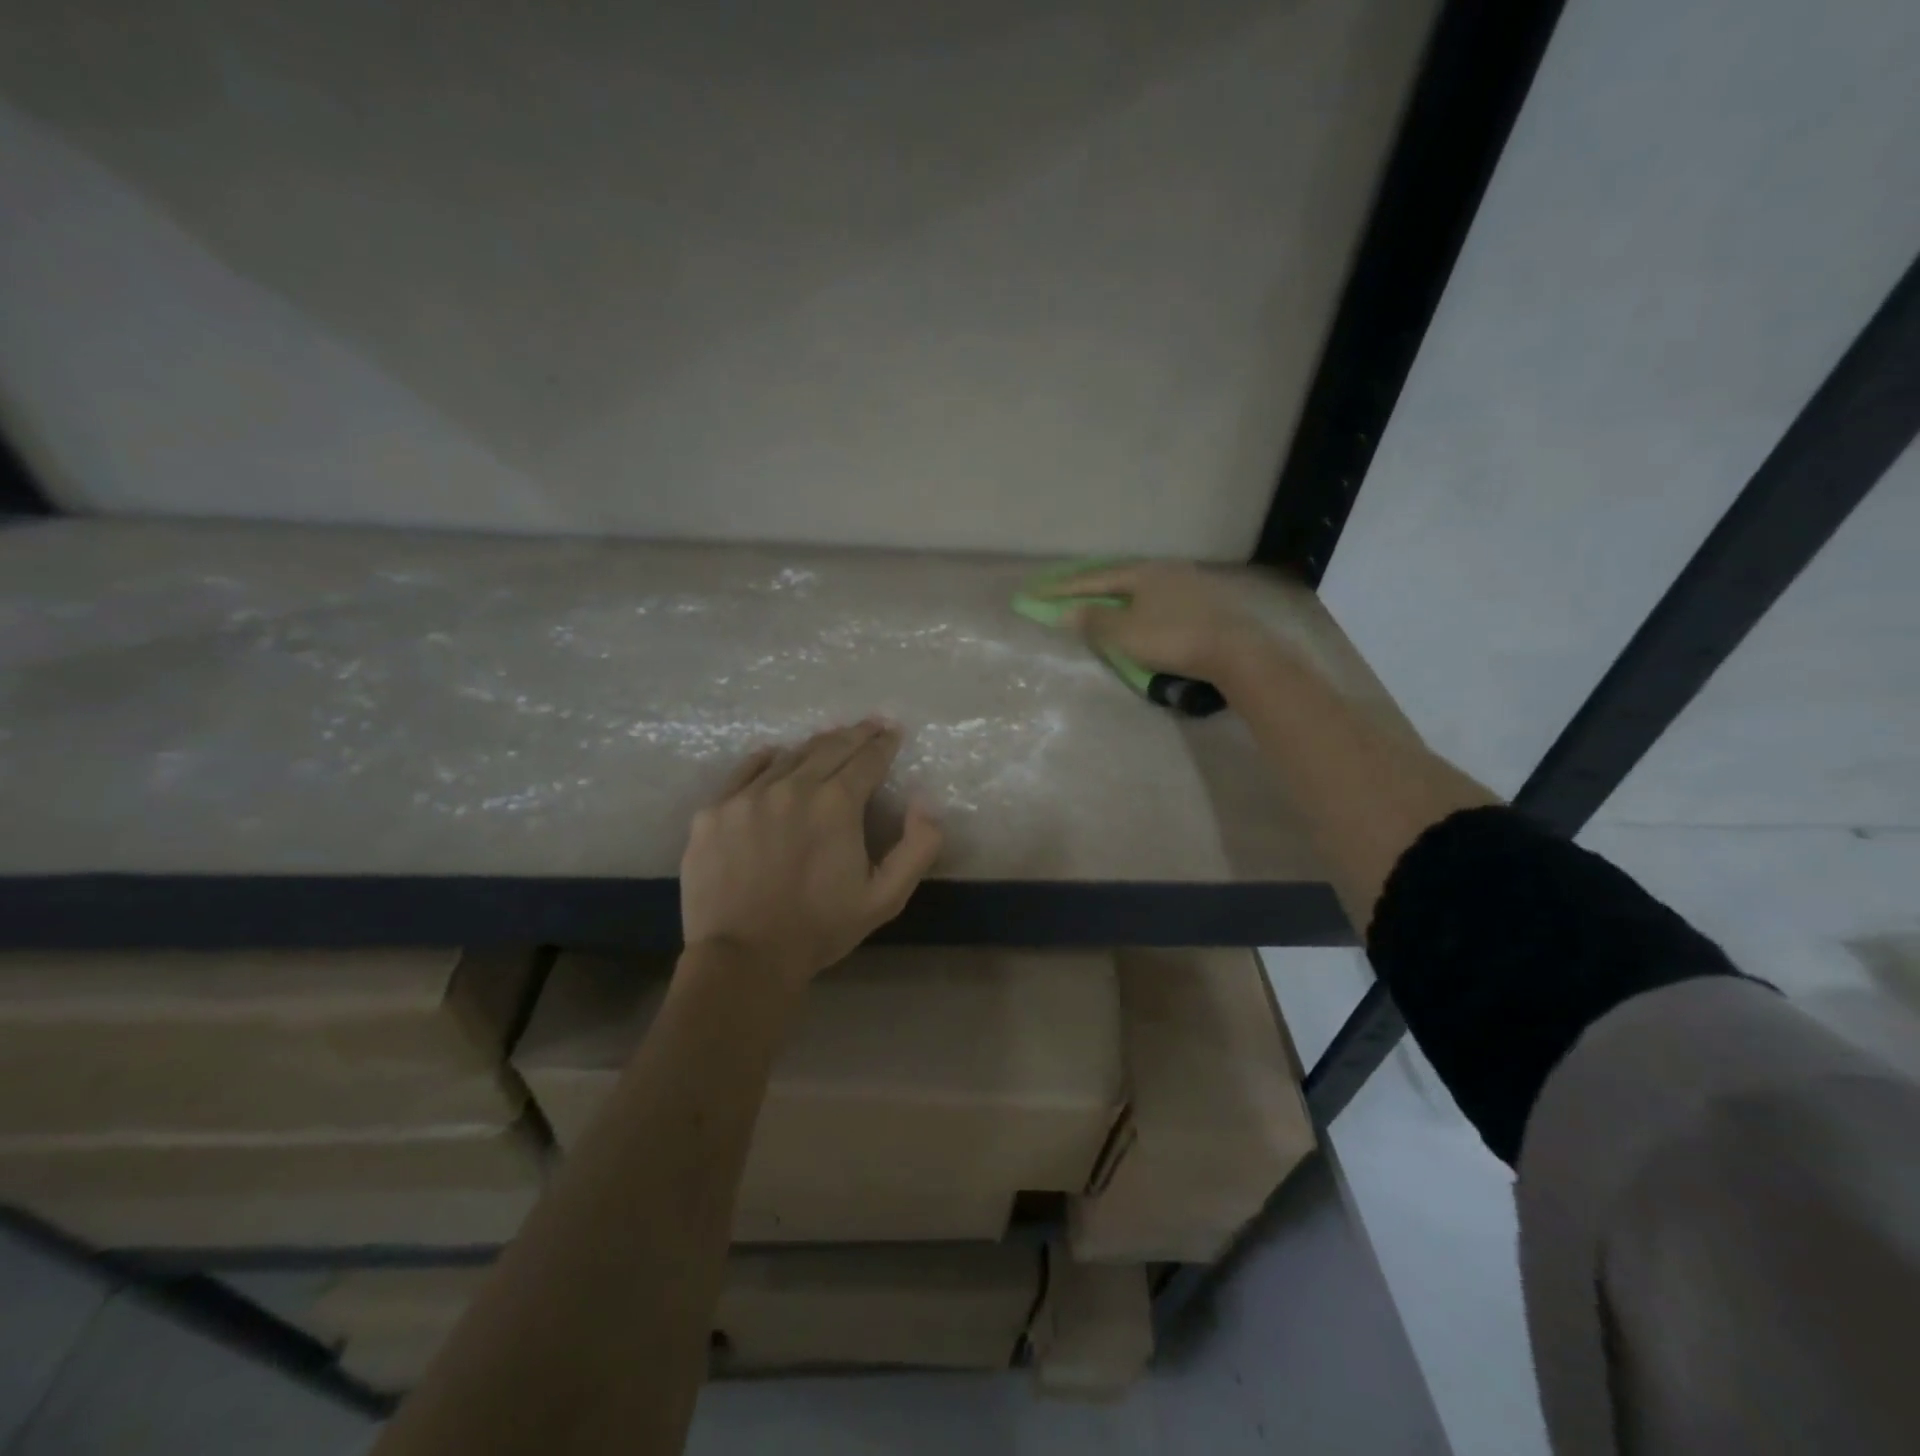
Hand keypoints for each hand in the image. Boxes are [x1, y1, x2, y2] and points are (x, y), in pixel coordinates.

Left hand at [680, 720, 943, 985]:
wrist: (743, 958)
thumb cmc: (820, 929)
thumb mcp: (885, 897)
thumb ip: (917, 847)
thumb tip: (925, 802)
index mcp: (836, 805)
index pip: (867, 759)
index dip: (884, 743)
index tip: (892, 732)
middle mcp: (792, 787)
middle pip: (830, 747)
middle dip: (855, 734)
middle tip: (870, 724)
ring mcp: (748, 796)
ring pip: (789, 756)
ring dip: (815, 746)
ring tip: (829, 739)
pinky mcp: (714, 811)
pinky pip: (745, 771)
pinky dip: (767, 759)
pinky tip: (775, 755)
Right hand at [1039, 560, 1265, 682]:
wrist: (1235, 651)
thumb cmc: (1172, 639)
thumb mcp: (1124, 633)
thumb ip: (1093, 621)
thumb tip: (1065, 612)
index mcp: (1142, 572)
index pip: (1093, 580)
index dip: (1063, 589)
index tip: (1035, 593)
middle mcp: (1165, 569)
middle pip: (1119, 578)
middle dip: (1092, 588)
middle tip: (1068, 594)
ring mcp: (1189, 583)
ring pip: (1143, 588)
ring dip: (1118, 597)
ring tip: (1102, 604)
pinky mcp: (1206, 602)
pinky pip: (1161, 599)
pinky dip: (1142, 607)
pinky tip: (1142, 614)